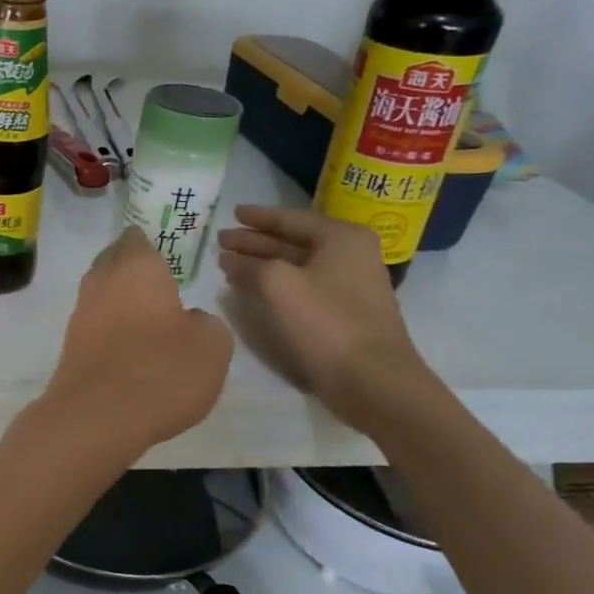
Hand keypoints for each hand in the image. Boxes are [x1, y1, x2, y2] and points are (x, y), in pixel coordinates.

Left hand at [43, 226, 233, 454]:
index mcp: (137, 266)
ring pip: (102, 291)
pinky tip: (128, 342)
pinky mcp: (72, 345)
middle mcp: (102, 281)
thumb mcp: (212, 345)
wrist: (97, 416)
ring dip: (120, 297)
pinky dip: (110, 325)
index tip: (164, 251)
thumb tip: (190, 320)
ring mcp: (81, 312)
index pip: (138, 238)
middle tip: (157, 278)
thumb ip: (206, 323)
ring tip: (147, 311)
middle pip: (114, 261)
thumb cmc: (161, 370)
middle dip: (132, 265)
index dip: (150, 242)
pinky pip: (95, 322)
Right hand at [215, 205, 434, 430]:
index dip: (258, 217)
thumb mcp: (278, 285)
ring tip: (228, 264)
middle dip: (255, 241)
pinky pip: (302, 287)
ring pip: (296, 266)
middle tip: (222, 240)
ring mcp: (349, 285)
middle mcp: (350, 255)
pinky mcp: (343, 313)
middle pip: (293, 241)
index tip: (232, 212)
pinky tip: (251, 289)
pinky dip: (275, 284)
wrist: (372, 381)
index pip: (290, 218)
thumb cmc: (326, 323)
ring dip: (262, 264)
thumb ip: (249, 265)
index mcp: (341, 238)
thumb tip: (230, 259)